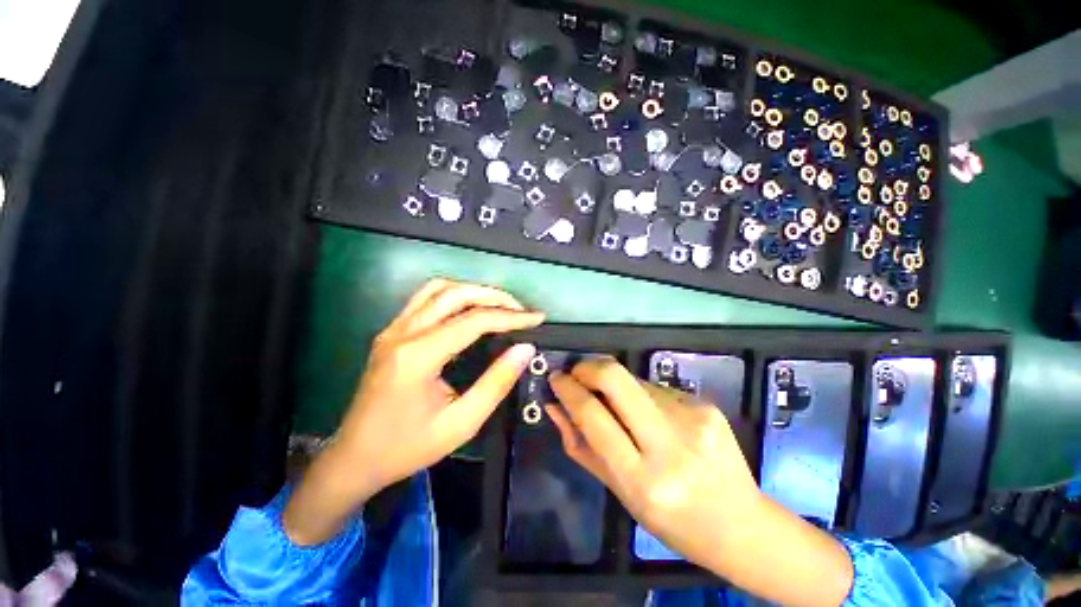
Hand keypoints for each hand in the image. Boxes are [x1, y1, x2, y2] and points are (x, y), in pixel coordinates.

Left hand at [284, 279, 542, 544]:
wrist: (354, 458)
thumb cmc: (407, 447)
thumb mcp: (461, 423)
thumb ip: (496, 383)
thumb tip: (525, 349)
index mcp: (418, 356)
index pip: (474, 321)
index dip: (510, 316)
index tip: (537, 318)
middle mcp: (403, 333)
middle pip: (455, 294)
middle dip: (495, 296)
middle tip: (521, 310)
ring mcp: (393, 329)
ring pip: (438, 289)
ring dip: (473, 291)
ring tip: (499, 305)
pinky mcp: (391, 332)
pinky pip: (425, 298)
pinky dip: (453, 295)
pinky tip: (469, 310)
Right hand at [547, 358, 852, 606]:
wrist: (742, 525)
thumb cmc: (673, 520)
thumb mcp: (620, 493)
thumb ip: (580, 446)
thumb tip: (554, 406)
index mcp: (643, 478)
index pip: (594, 416)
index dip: (568, 390)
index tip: (556, 378)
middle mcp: (669, 443)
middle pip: (616, 378)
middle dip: (587, 367)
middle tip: (576, 373)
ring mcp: (692, 418)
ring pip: (634, 380)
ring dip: (614, 384)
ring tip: (617, 405)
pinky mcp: (705, 404)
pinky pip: (656, 387)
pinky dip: (640, 394)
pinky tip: (649, 416)